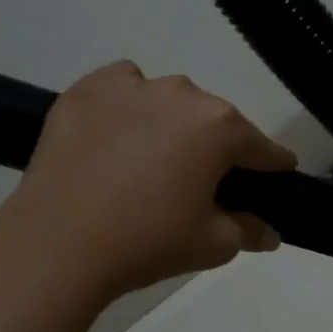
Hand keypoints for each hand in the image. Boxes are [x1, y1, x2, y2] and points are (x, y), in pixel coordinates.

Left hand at [0, 61, 297, 304]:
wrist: (57, 245)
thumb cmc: (147, 243)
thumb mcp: (212, 244)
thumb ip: (249, 231)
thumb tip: (270, 232)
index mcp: (219, 126)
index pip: (261, 146)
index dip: (272, 167)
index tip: (275, 178)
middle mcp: (180, 93)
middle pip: (213, 120)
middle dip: (214, 148)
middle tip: (197, 185)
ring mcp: (130, 86)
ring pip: (167, 100)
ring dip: (170, 124)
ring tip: (148, 163)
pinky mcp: (85, 90)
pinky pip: (122, 88)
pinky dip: (127, 106)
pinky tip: (114, 137)